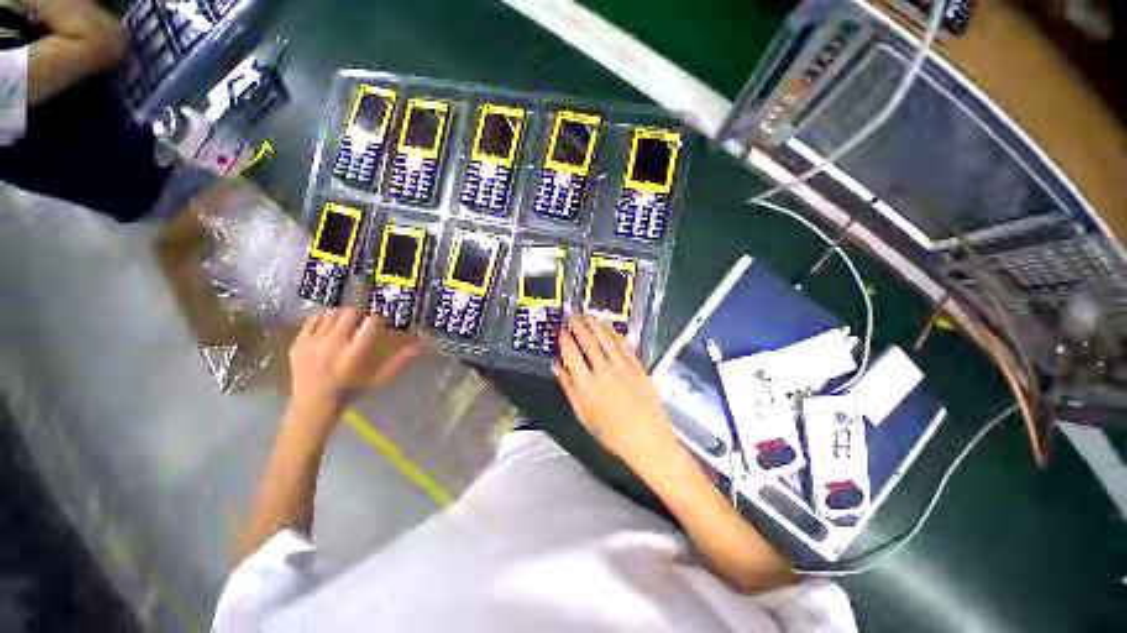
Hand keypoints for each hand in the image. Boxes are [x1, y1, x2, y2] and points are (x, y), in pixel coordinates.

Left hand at [289, 308, 424, 430]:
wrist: (313, 406)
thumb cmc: (352, 392)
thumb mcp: (379, 378)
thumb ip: (400, 361)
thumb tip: (422, 347)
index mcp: (354, 354)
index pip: (370, 323)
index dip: (377, 321)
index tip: (378, 327)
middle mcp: (333, 345)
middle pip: (350, 313)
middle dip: (359, 315)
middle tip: (361, 325)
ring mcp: (312, 343)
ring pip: (331, 314)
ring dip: (342, 316)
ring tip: (346, 326)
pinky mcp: (297, 343)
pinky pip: (312, 320)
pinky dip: (323, 320)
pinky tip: (328, 329)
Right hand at [553, 316, 681, 479]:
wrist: (647, 441)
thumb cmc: (611, 434)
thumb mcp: (583, 415)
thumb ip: (569, 388)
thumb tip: (557, 367)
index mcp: (587, 385)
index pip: (571, 354)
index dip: (564, 339)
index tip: (561, 331)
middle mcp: (603, 371)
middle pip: (588, 341)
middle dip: (578, 326)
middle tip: (572, 317)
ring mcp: (622, 367)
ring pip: (605, 339)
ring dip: (594, 324)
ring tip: (587, 316)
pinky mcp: (637, 367)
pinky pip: (624, 345)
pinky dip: (614, 333)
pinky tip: (609, 327)